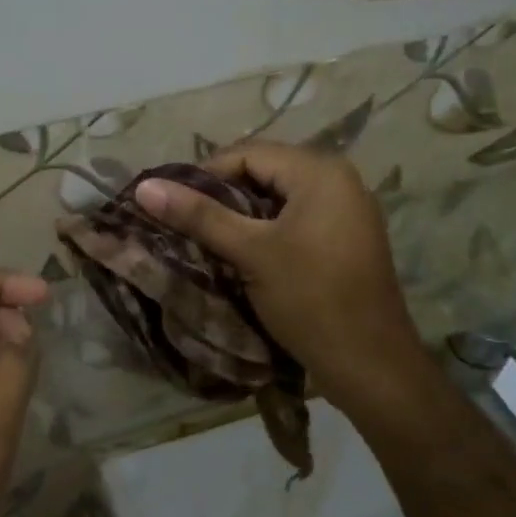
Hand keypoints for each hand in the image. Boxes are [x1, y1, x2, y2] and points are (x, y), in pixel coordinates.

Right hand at [135, 143, 422, 412]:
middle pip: (265, 173)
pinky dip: (268, 231)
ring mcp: (348, 211)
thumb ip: (199, 216)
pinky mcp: (347, 239)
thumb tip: (145, 186)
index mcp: (320, 171)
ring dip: (243, 216)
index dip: (205, 175)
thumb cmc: (310, 299)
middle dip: (223, 196)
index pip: (248, 153)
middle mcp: (340, 180)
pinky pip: (298, 220)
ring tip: (209, 241)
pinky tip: (245, 256)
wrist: (370, 363)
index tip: (172, 204)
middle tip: (187, 224)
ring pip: (280, 199)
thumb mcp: (251, 253)